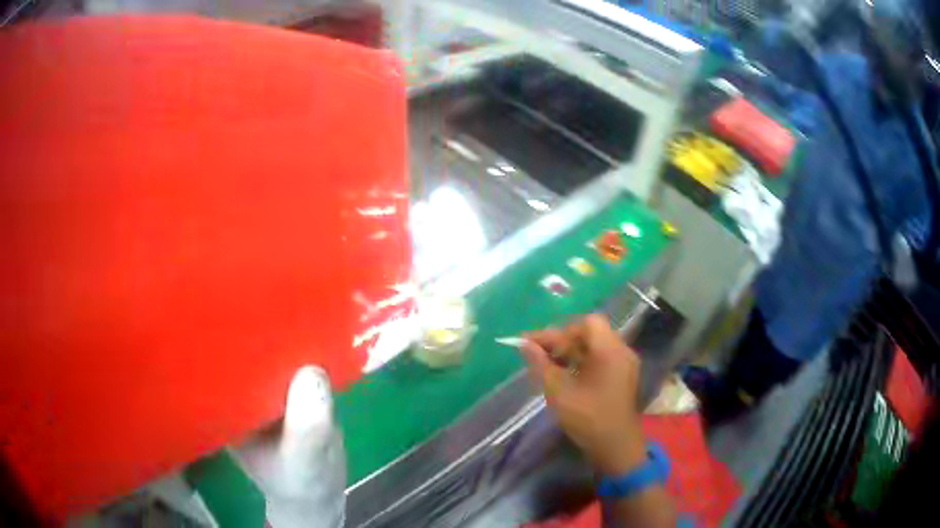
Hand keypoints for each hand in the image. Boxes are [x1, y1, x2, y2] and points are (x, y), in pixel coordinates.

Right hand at [522, 314, 644, 474]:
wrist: (616, 447)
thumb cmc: (588, 419)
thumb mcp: (559, 392)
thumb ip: (540, 364)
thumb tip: (523, 344)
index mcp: (610, 351)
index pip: (587, 323)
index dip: (562, 332)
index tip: (540, 347)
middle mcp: (621, 351)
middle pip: (590, 333)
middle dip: (563, 341)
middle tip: (538, 354)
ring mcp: (624, 363)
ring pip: (594, 345)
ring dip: (571, 351)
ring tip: (548, 365)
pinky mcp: (623, 375)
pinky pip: (601, 358)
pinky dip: (582, 361)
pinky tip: (565, 374)